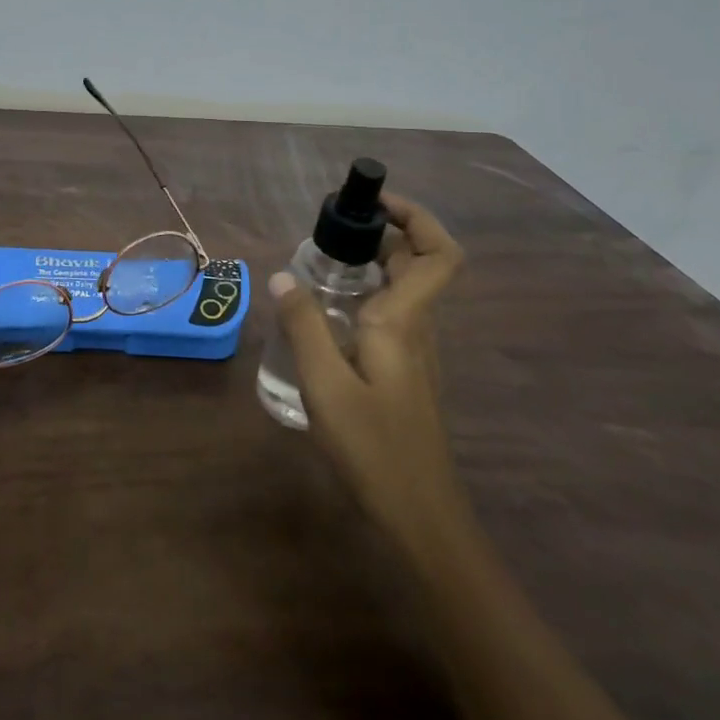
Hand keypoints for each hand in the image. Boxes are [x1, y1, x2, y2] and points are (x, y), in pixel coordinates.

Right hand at [270, 193, 465, 547]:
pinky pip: (392, 316)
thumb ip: (303, 326)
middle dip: (381, 235)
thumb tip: (282, 275)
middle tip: (330, 232)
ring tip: (320, 266)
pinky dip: (366, 297)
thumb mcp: (325, 385)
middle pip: (417, 264)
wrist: (419, 516)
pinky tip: (328, 317)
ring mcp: (415, 353)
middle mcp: (417, 328)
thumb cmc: (374, 448)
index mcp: (404, 321)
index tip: (373, 203)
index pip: (438, 253)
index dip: (417, 217)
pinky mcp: (405, 374)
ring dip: (372, 265)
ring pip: (404, 290)